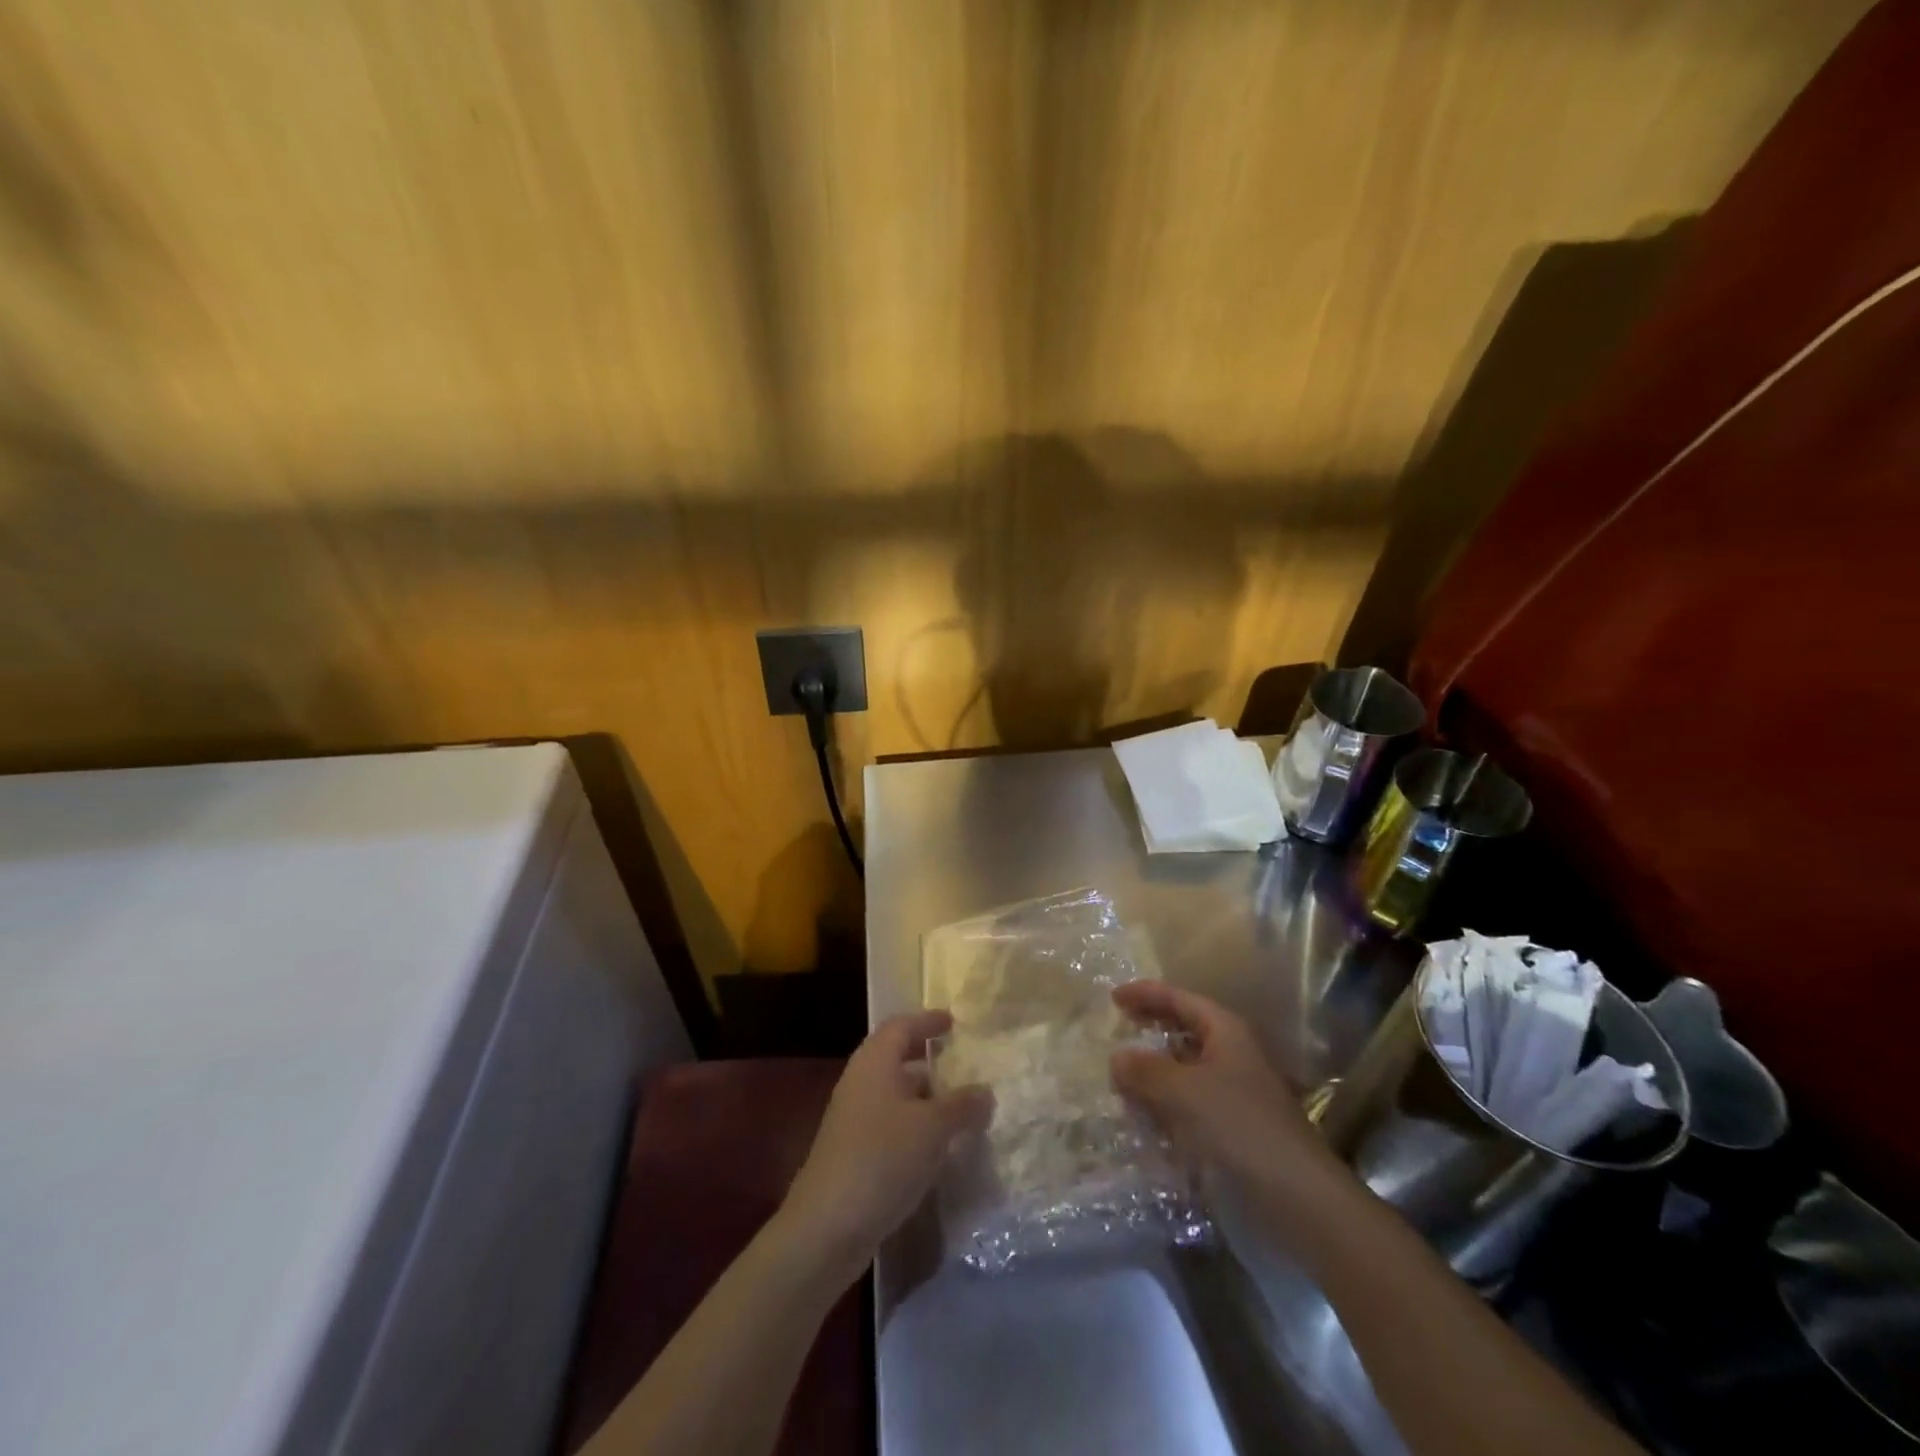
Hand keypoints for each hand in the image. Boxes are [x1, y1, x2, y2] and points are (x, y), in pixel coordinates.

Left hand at [779, 1010, 992, 1277]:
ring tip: (958, 1105)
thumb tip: (985, 1091)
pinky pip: (890, 1122)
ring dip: (924, 1095)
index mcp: (875, 1062)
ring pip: (894, 1092)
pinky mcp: (853, 1151)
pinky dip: (914, 1124)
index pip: (902, 1025)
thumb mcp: (933, 1129)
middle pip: (895, 1056)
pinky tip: (937, 1145)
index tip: (952, 1021)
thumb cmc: (882, 1159)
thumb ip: (962, 1106)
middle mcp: (861, 1082)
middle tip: (959, 1061)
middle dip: (927, 1057)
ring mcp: (853, 1118)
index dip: (927, 1020)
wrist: (827, 1227)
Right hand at [1110, 982, 1349, 1210]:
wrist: (1298, 1202)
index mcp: (1225, 1033)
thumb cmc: (1240, 1128)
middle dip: (1147, 1033)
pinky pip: (1185, 1109)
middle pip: (1181, 1033)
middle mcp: (1229, 1057)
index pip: (1179, 1000)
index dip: (1146, 994)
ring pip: (1181, 1074)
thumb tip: (1116, 1057)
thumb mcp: (1184, 1091)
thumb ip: (1145, 1070)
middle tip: (1112, 1034)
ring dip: (1151, 1076)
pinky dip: (1161, 1110)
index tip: (1112, 996)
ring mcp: (1230, 1096)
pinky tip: (1137, 1121)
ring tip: (1115, 1081)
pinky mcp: (1228, 1132)